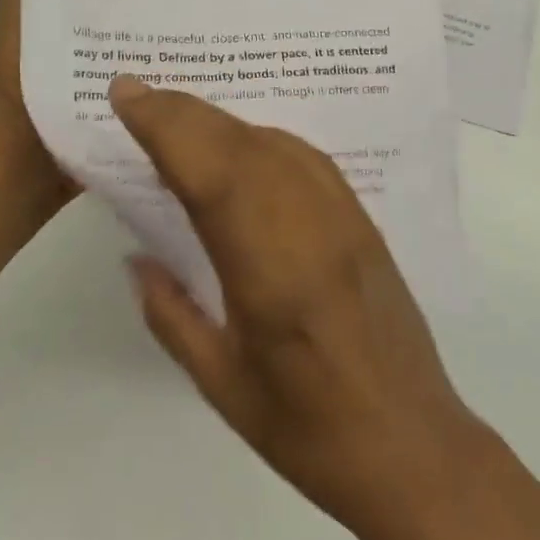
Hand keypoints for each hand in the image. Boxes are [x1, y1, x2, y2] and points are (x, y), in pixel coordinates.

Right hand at [110, 74, 483, 537]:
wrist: (414, 448)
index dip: (166, 125)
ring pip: (275, 142)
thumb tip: (137, 257)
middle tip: (138, 91)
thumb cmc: (309, 432)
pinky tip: (243, 144)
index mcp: (270, 271)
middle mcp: (311, 227)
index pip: (211, 174)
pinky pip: (307, 158)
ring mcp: (344, 218)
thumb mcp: (221, 385)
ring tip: (179, 113)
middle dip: (184, 110)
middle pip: (241, 144)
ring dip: (223, 120)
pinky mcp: (363, 221)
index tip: (125, 93)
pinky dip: (264, 137)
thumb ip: (171, 314)